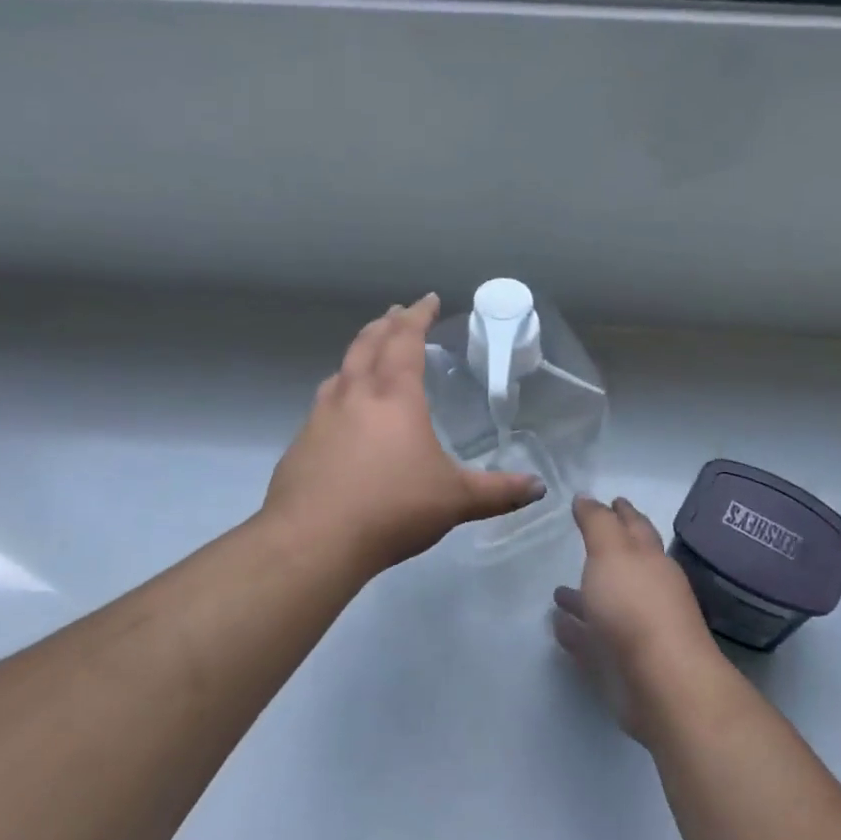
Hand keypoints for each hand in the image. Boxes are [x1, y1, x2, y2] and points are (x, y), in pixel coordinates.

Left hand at [262, 294, 543, 578]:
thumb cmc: (392, 508)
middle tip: (397, 313)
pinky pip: (325, 401)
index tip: (427, 300)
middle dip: (386, 324)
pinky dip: (340, 390)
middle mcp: (354, 394)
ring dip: (358, 353)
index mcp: (394, 395)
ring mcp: (321, 416)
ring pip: (341, 369)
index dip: (418, 316)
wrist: (313, 540)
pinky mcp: (302, 442)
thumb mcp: (454, 500)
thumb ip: (498, 492)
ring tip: (369, 355)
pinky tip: (344, 413)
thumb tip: (539, 488)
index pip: (405, 340)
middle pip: (368, 343)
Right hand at [552, 496, 726, 741]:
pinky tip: (558, 626)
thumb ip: (598, 523)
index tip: (614, 499)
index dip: (623, 512)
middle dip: (606, 553)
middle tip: (584, 540)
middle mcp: (647, 592)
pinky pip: (593, 642)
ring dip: (584, 597)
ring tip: (557, 591)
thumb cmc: (636, 607)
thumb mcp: (612, 552)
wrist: (662, 685)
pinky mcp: (621, 667)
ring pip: (606, 607)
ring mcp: (636, 631)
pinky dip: (577, 632)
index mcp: (650, 560)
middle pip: (624, 566)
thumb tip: (588, 497)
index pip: (636, 527)